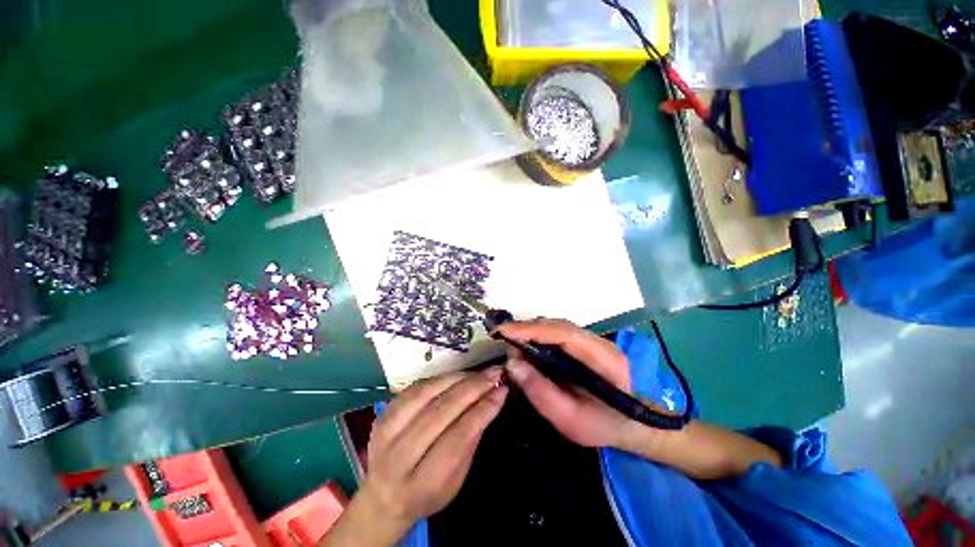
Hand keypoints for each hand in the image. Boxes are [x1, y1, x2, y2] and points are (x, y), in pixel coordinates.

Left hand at [322, 368, 507, 546]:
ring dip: (456, 378)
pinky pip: (414, 388)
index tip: (502, 390)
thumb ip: (471, 439)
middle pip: (439, 412)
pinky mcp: (382, 414)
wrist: (383, 498)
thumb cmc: (428, 493)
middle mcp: (398, 457)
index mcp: (421, 484)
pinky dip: (439, 378)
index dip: (482, 410)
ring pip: (425, 394)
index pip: (457, 438)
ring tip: (478, 372)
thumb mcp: (456, 480)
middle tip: (494, 373)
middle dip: (472, 388)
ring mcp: (385, 432)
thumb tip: (492, 397)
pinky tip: (457, 375)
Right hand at [499, 319, 636, 448]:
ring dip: (532, 331)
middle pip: (559, 325)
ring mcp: (594, 340)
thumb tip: (511, 363)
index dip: (532, 330)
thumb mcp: (569, 419)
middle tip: (503, 337)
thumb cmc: (603, 426)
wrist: (632, 426)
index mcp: (604, 359)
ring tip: (512, 341)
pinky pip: (558, 333)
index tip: (505, 331)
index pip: (564, 333)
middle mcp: (600, 342)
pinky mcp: (586, 343)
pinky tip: (528, 345)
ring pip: (557, 326)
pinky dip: (539, 336)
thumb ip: (540, 392)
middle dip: (528, 328)